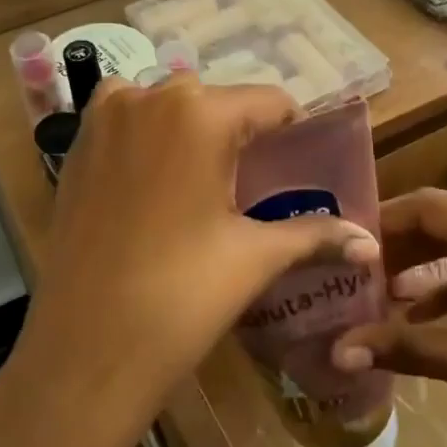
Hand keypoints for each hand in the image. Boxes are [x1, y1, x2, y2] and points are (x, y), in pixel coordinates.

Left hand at [0, 77, 376, 446]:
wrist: (86, 350)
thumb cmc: (181, 296)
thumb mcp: (255, 257)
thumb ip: (316, 235)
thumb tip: (370, 243)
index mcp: (200, 113)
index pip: (269, 101)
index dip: (293, 131)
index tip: (302, 165)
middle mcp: (148, 97)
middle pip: (217, 102)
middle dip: (240, 135)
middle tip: (254, 186)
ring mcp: (104, 119)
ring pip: (167, 107)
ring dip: (191, 132)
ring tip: (204, 186)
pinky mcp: (76, 147)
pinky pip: (126, 122)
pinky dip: (148, 137)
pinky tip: (157, 186)